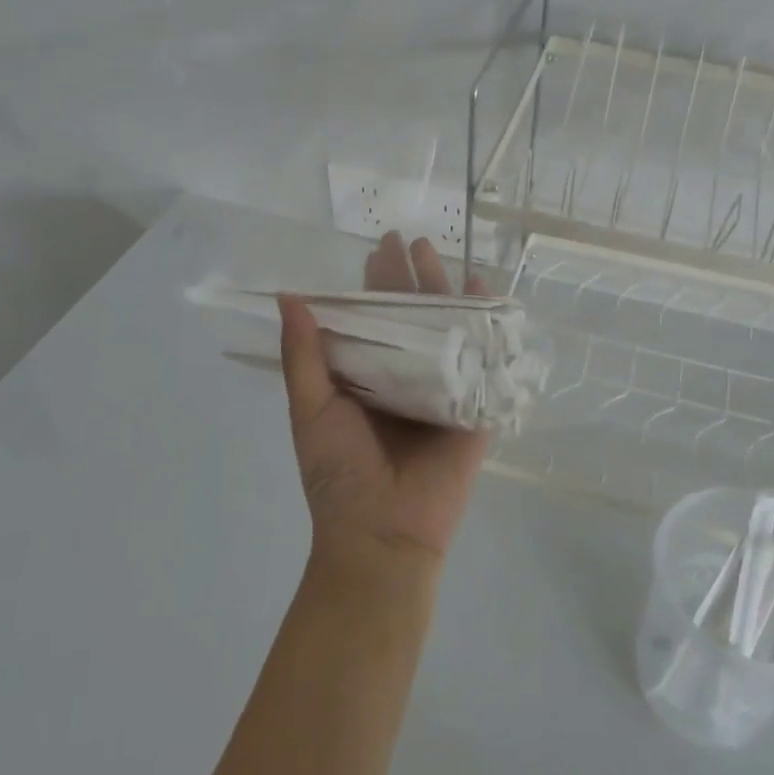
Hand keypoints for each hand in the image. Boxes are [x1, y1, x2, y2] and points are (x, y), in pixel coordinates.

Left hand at [278, 233, 488, 579]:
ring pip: (448, 330)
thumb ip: (303, 353)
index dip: (376, 282)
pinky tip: (484, 294)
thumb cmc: (339, 474)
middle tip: (415, 240)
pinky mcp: (473, 408)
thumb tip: (287, 295)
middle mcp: (406, 376)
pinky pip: (482, 360)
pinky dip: (486, 325)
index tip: (381, 246)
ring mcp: (442, 390)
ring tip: (444, 256)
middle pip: (414, 316)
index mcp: (369, 376)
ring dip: (447, 291)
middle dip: (414, 277)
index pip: (374, 317)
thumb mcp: (311, 408)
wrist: (381, 534)